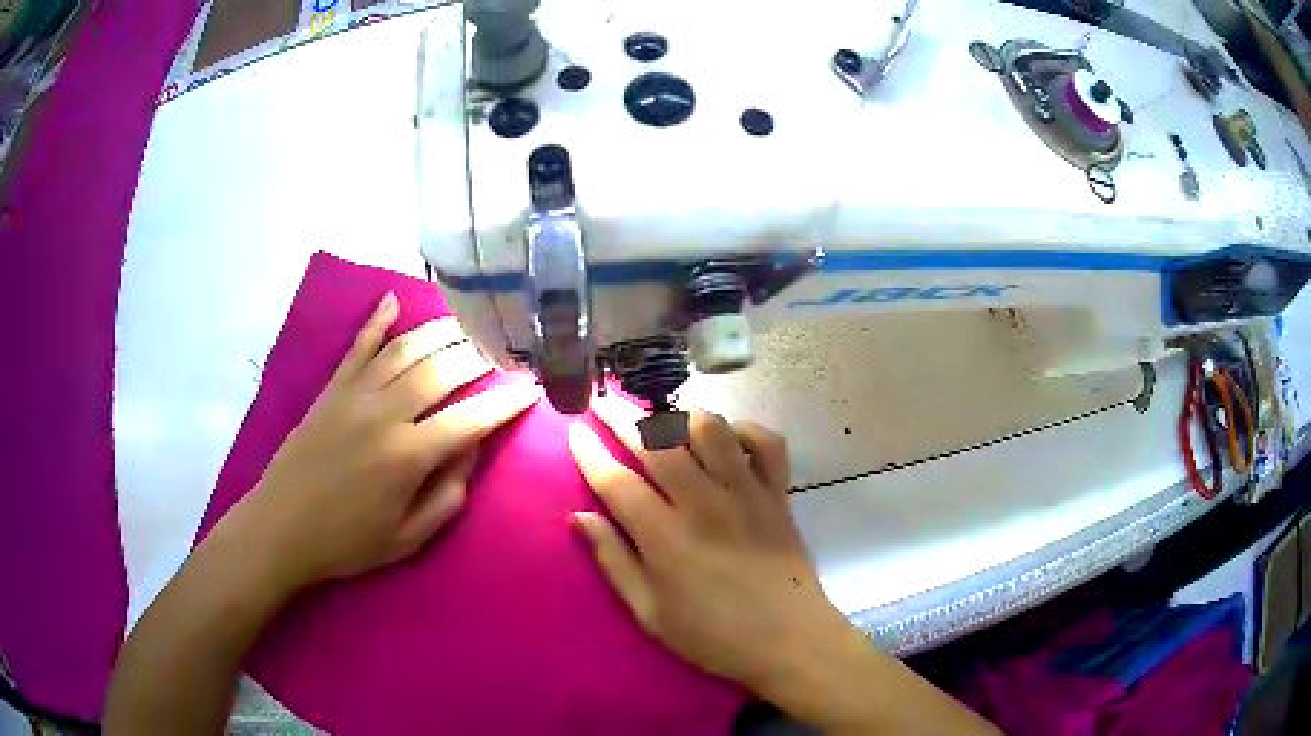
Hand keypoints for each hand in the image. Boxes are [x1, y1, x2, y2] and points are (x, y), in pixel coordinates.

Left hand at [238, 293, 538, 592]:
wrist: (282, 528)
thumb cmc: (348, 542)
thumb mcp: (408, 539)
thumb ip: (447, 496)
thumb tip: (470, 451)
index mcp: (408, 457)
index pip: (471, 419)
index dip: (506, 403)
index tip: (531, 388)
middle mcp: (385, 414)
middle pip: (442, 370)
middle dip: (480, 356)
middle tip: (504, 350)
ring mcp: (355, 395)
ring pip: (406, 349)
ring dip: (440, 332)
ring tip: (467, 325)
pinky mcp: (331, 389)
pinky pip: (358, 346)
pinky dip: (376, 321)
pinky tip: (394, 301)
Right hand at [567, 397, 851, 693]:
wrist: (790, 640)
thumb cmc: (713, 636)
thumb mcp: (650, 613)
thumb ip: (613, 561)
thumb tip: (579, 517)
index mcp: (666, 538)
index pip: (617, 481)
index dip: (590, 453)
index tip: (574, 432)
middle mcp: (705, 503)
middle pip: (657, 443)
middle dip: (622, 417)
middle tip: (603, 404)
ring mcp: (747, 492)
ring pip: (711, 429)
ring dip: (680, 416)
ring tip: (662, 420)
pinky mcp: (778, 493)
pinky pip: (766, 442)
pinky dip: (743, 429)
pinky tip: (725, 439)